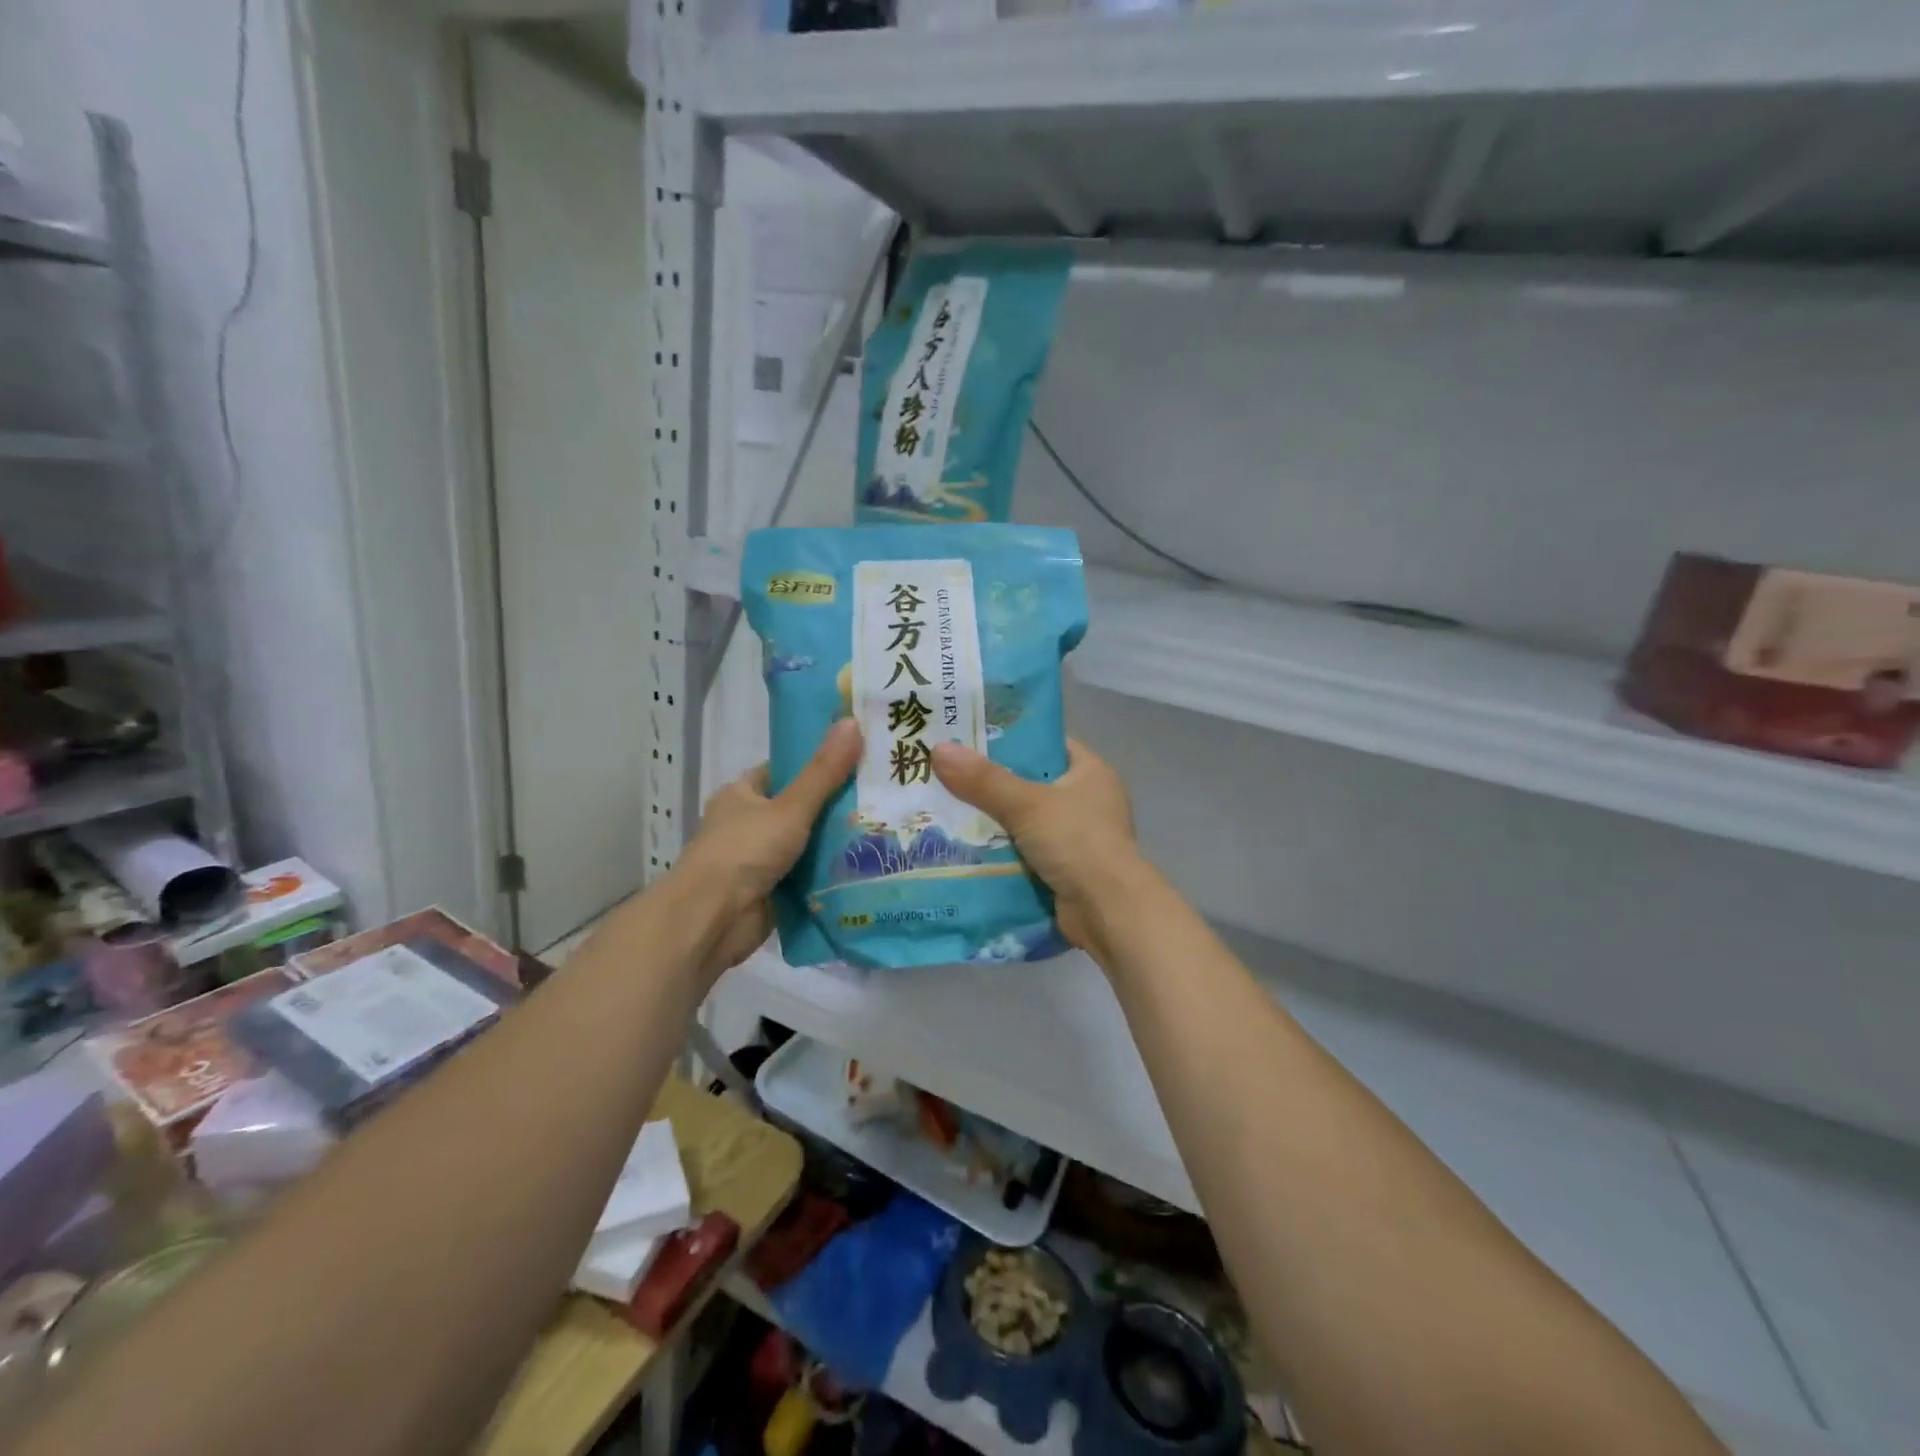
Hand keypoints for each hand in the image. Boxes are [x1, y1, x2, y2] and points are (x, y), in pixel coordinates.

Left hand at [676, 719, 861, 979]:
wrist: (711, 921)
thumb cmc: (743, 852)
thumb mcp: (789, 807)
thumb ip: (824, 772)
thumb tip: (852, 722)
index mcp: (742, 795)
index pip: (786, 770)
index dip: (820, 763)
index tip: (860, 759)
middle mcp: (749, 824)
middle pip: (801, 808)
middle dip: (838, 806)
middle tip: (884, 796)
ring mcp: (760, 860)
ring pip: (808, 844)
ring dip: (838, 842)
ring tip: (888, 828)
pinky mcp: (773, 891)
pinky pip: (809, 876)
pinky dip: (832, 874)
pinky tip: (870, 866)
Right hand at [929, 738, 1149, 962]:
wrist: (1108, 911)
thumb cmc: (1076, 842)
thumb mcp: (1026, 804)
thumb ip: (984, 780)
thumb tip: (939, 749)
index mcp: (1092, 773)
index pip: (1047, 745)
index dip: (1011, 741)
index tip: (970, 740)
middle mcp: (1090, 801)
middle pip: (1032, 784)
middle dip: (993, 784)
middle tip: (948, 776)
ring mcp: (1080, 838)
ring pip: (1027, 821)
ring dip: (995, 821)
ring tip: (948, 810)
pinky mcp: (1068, 869)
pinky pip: (1027, 851)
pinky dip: (1003, 851)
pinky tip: (966, 848)